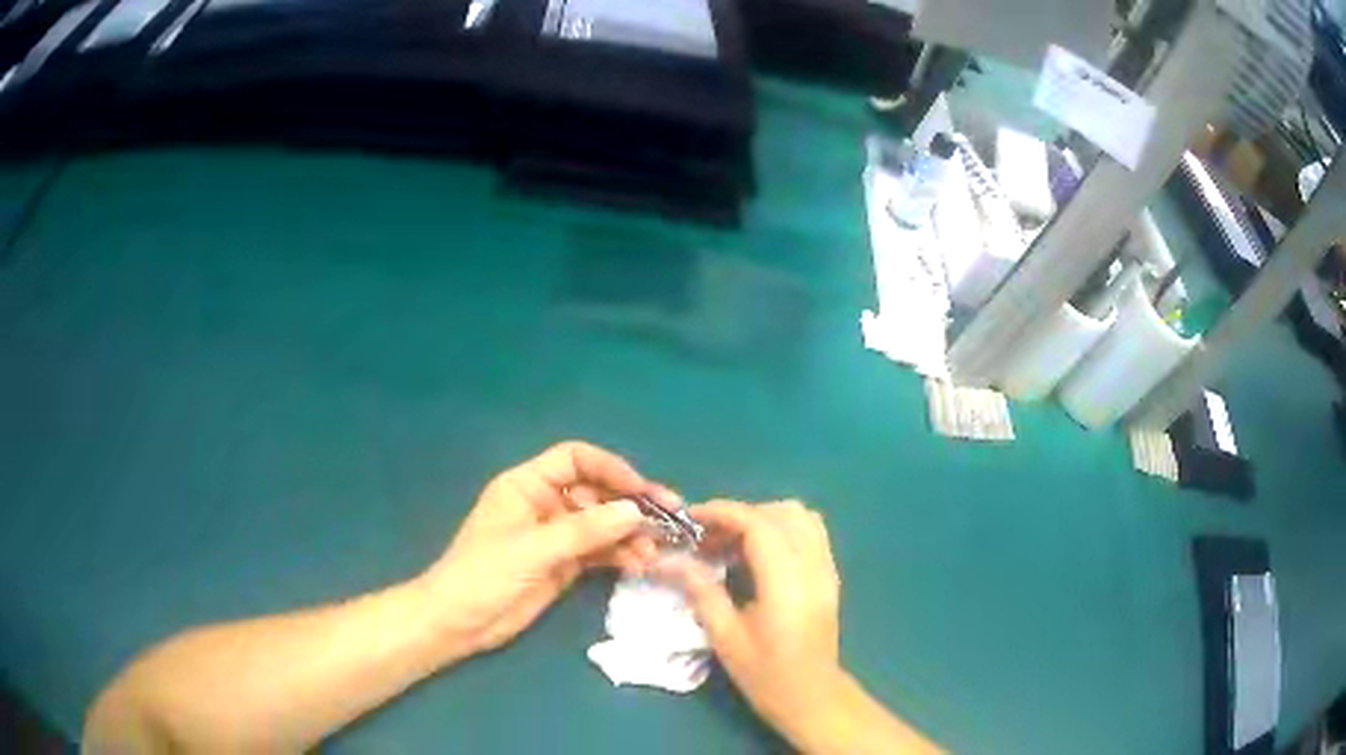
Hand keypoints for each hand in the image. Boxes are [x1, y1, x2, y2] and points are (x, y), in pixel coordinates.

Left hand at [418, 441, 679, 657]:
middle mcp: (545, 504)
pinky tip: (640, 563)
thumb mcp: (533, 549)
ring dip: (630, 533)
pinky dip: (620, 554)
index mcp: (527, 485)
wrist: (459, 623)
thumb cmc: (484, 575)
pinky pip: (599, 551)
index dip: (610, 468)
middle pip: (596, 492)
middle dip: (630, 503)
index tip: (642, 490)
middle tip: (669, 517)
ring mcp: (556, 536)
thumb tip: (635, 510)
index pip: (575, 459)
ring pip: (602, 524)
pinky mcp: (563, 564)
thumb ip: (585, 530)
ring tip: (655, 550)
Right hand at [661, 500, 843, 734]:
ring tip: (732, 543)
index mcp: (786, 584)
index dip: (723, 512)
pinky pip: (811, 532)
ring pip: (800, 517)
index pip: (759, 524)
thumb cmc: (765, 674)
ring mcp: (827, 569)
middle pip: (781, 513)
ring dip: (764, 518)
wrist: (812, 697)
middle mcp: (813, 567)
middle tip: (708, 537)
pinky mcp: (830, 575)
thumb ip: (702, 591)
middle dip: (740, 514)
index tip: (691, 519)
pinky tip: (759, 553)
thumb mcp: (725, 637)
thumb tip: (669, 560)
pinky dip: (783, 528)